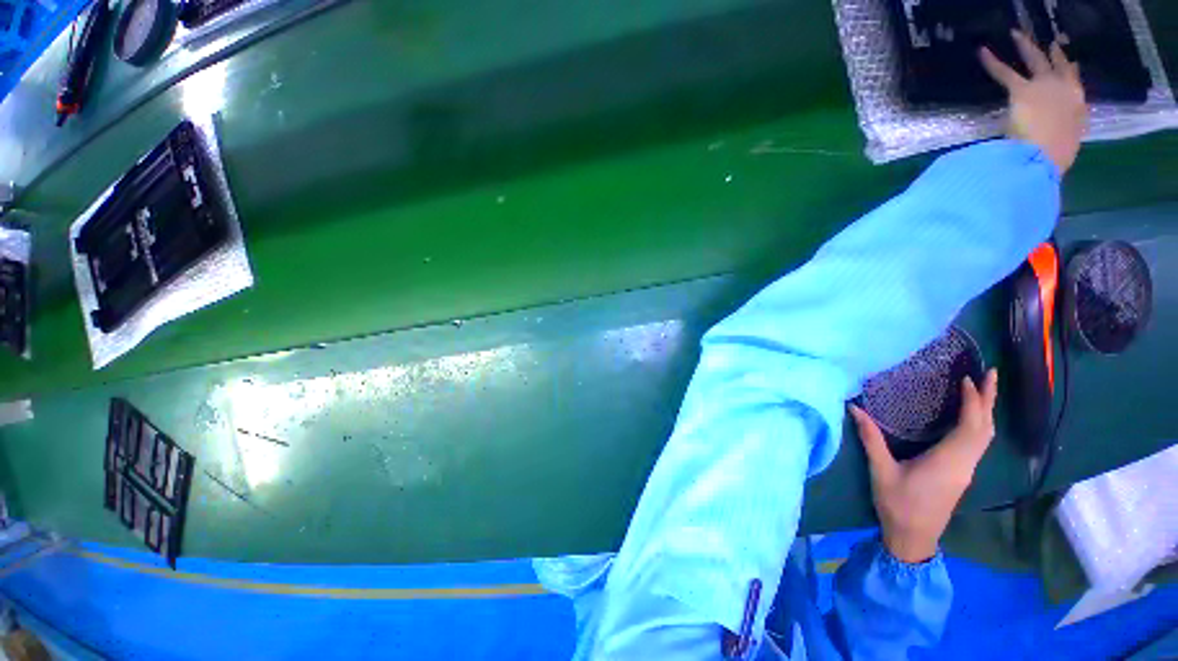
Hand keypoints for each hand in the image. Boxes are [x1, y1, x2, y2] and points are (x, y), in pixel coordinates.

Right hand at [850, 369, 998, 562]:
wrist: (913, 538)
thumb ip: (871, 438)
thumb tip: (854, 408)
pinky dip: (980, 424)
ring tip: (984, 389)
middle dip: (989, 400)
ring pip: (985, 436)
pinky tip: (971, 417)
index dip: (973, 401)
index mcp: (948, 461)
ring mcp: (966, 470)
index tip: (969, 378)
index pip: (970, 426)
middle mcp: (964, 463)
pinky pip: (979, 443)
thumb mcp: (881, 470)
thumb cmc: (897, 504)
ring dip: (987, 411)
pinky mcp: (962, 474)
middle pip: (985, 428)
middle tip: (990, 373)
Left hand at [980, 31, 1087, 174]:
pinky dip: (992, 62)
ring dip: (1024, 44)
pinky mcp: (1023, 90)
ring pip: (1034, 58)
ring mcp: (1045, 86)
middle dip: (1051, 52)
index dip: (1069, 69)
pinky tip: (982, 52)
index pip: (1075, 81)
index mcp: (1078, 104)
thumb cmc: (1055, 155)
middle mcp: (1065, 89)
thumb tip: (1059, 131)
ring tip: (1015, 33)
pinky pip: (1004, 72)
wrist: (1046, 154)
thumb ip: (1065, 130)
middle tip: (1048, 41)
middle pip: (1058, 65)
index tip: (1068, 60)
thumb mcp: (1068, 141)